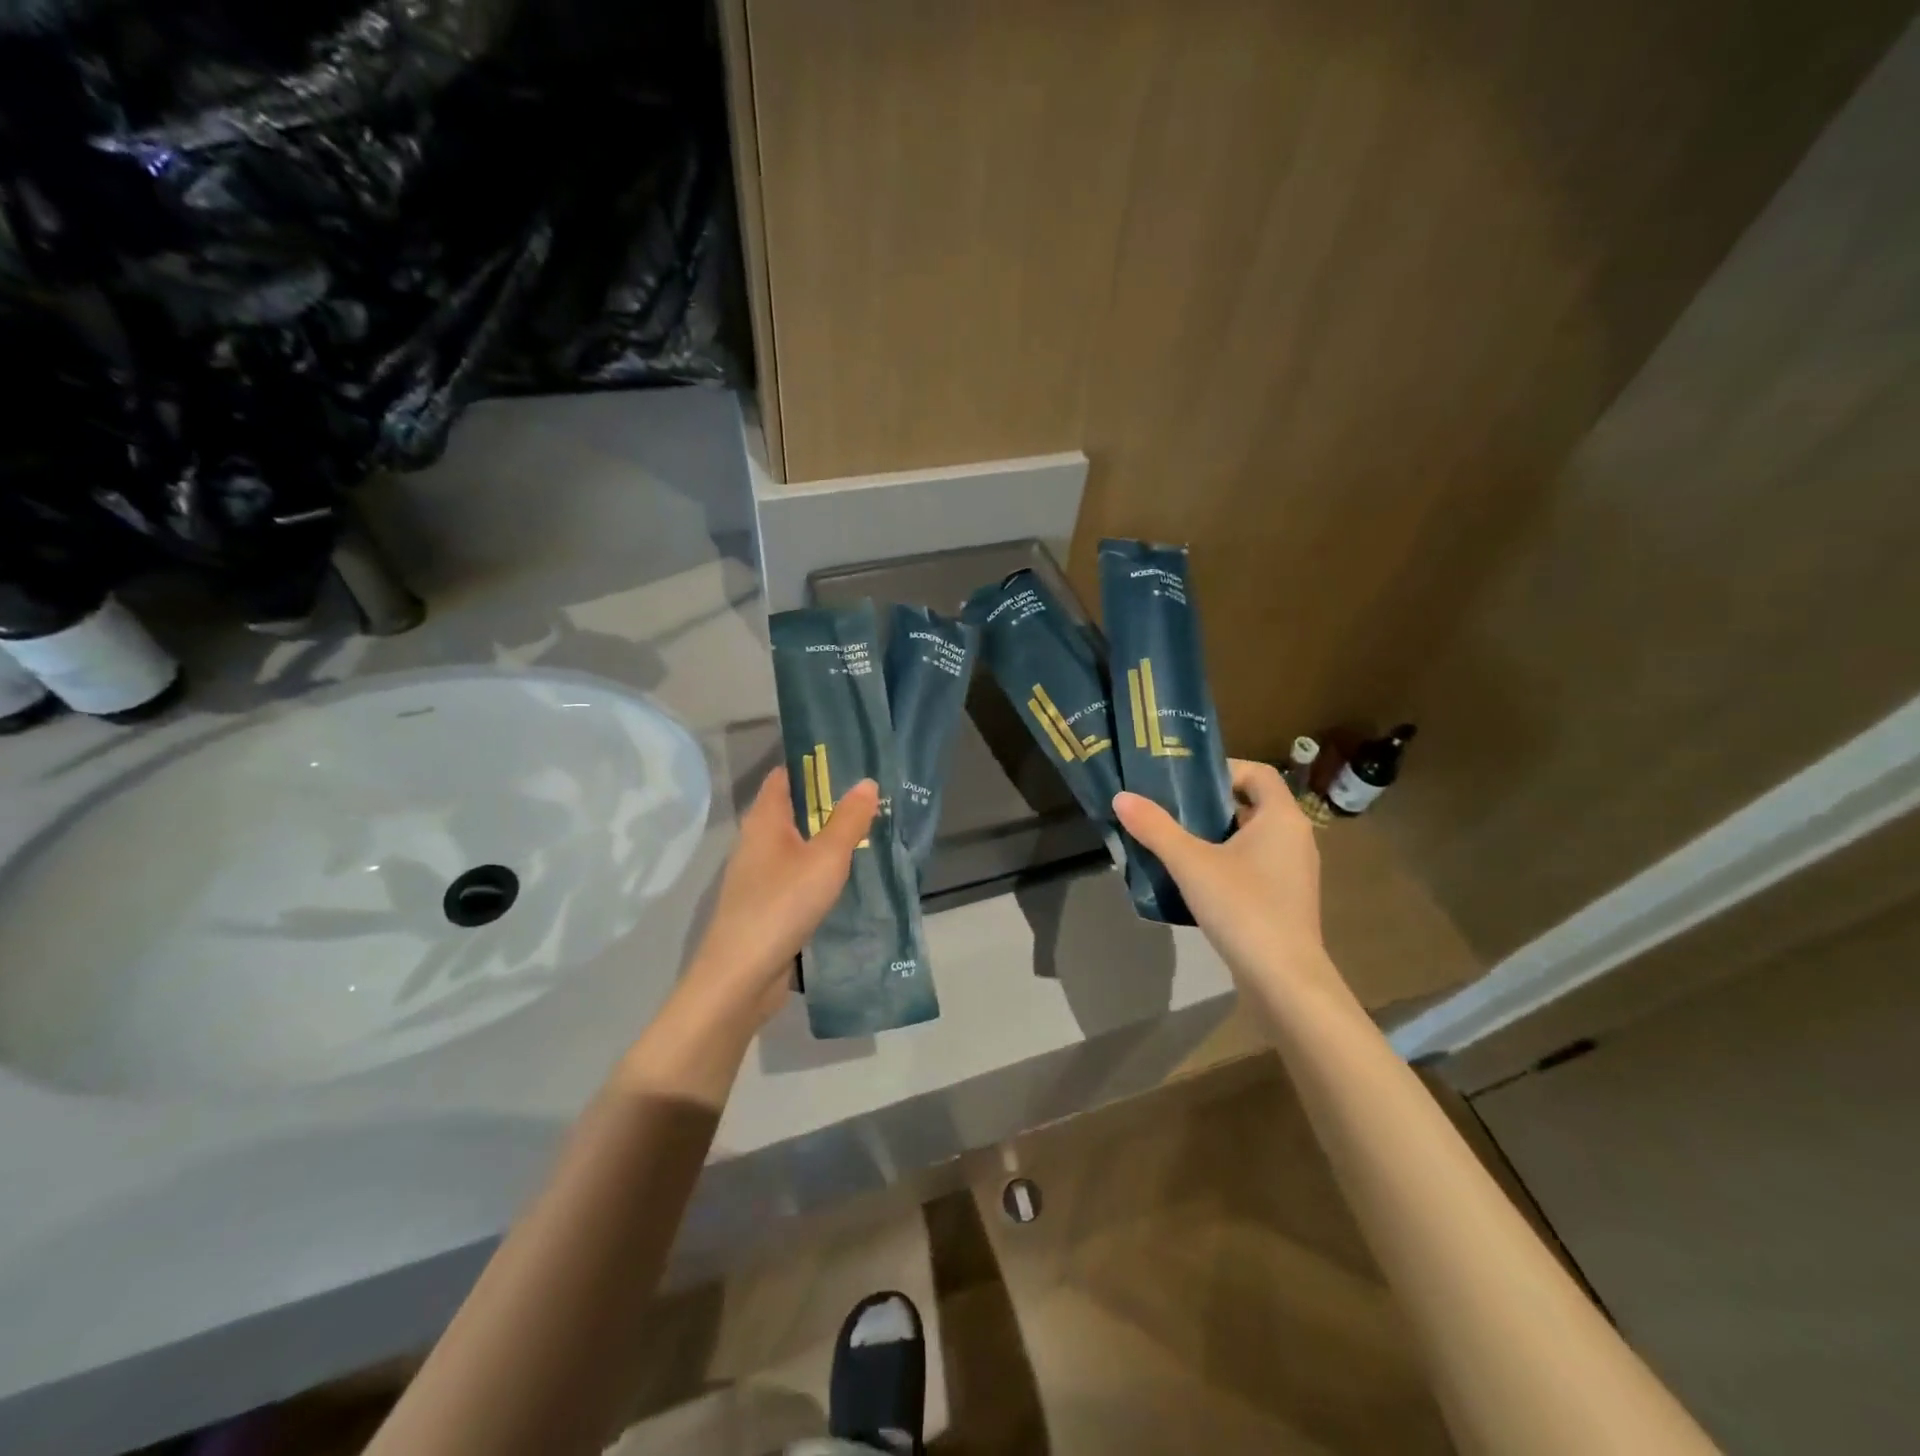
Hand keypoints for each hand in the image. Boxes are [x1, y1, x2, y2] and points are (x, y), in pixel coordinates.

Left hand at [681, 766, 878, 1025]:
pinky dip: (821, 869)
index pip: (785, 775)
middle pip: (794, 809)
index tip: (851, 761)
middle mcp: (757, 841)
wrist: (741, 977)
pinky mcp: (767, 904)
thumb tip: (866, 781)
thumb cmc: (782, 905)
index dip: (814, 764)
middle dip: (830, 802)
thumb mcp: (826, 858)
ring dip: (828, 839)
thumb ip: (848, 820)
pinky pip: (798, 874)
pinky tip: (848, 877)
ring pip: (798, 844)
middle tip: (873, 797)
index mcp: (764, 820)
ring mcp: (760, 875)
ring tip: (870, 832)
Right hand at [1114, 759, 1345, 1004]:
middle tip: (1169, 811)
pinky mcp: (1286, 900)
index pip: (1257, 773)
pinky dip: (1227, 864)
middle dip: (1210, 805)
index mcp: (1282, 818)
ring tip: (1174, 845)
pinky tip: (1195, 882)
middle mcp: (1295, 838)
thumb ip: (1155, 828)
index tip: (1184, 782)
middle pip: (1251, 805)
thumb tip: (1121, 797)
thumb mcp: (1191, 863)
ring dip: (1215, 837)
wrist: (1284, 980)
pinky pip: (1254, 867)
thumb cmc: (1243, 907)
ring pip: (1251, 839)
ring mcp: (1294, 872)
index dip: (1222, 770)